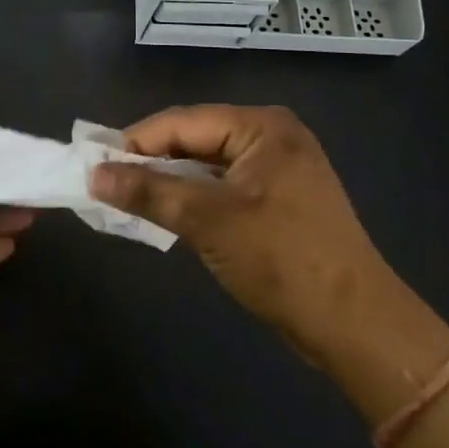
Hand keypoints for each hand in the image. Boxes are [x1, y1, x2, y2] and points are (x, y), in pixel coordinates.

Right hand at [89, 104, 392, 363]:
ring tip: (127, 197)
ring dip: (169, 181)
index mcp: (261, 126)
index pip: (182, 122)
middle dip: (151, 161)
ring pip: (207, 165)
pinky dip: (193, 198)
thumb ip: (148, 191)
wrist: (355, 325)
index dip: (135, 141)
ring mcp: (279, 168)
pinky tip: (166, 212)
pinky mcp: (280, 199)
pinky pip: (224, 186)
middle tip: (105, 182)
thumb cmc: (281, 260)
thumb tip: (94, 174)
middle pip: (195, 139)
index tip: (93, 163)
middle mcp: (271, 136)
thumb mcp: (207, 221)